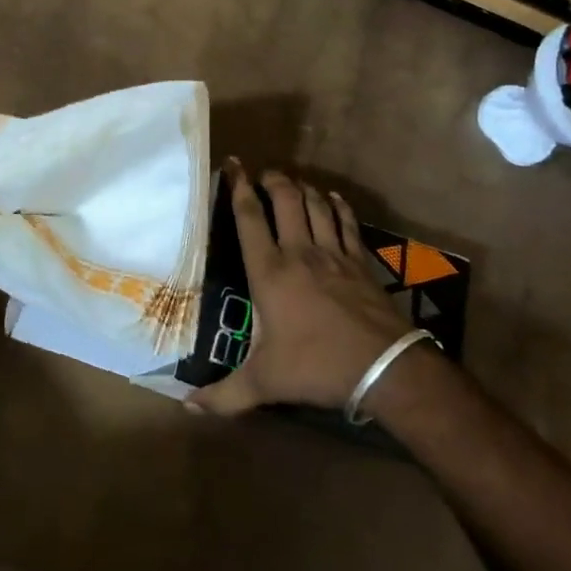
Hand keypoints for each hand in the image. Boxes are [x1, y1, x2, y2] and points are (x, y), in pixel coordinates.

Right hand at [189, 163, 418, 415]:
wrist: (384, 368)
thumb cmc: (316, 367)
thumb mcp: (264, 383)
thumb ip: (224, 394)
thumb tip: (186, 406)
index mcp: (270, 272)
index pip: (249, 218)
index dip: (238, 188)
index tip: (233, 165)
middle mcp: (300, 252)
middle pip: (285, 199)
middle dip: (272, 179)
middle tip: (262, 173)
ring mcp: (334, 254)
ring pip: (316, 205)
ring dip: (302, 188)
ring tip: (292, 182)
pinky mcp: (360, 262)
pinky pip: (347, 223)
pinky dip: (338, 206)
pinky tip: (333, 198)